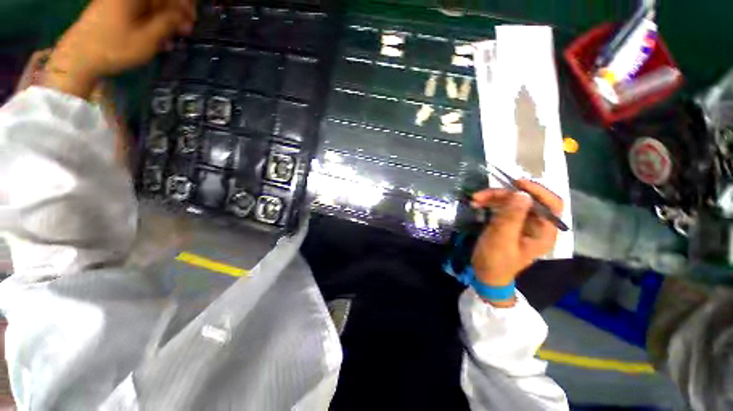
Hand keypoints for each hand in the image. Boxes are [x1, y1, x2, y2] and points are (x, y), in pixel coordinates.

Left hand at [45, 0, 195, 98]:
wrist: (78, 56)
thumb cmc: (114, 48)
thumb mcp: (147, 38)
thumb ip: (168, 23)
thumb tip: (183, 15)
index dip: (183, 4)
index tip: (192, 19)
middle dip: (175, 13)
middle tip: (185, 31)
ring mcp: (119, 1)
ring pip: (151, 6)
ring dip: (165, 21)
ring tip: (172, 39)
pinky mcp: (114, 10)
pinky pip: (140, 11)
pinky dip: (151, 22)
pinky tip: (157, 38)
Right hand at [470, 180, 563, 306]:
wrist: (485, 274)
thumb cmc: (495, 261)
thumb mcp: (501, 239)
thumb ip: (511, 217)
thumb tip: (521, 193)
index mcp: (543, 232)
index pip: (551, 205)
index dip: (537, 191)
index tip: (516, 183)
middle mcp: (536, 225)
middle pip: (527, 200)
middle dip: (504, 194)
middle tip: (481, 195)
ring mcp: (522, 223)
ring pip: (512, 201)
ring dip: (493, 197)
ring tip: (475, 199)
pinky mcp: (509, 223)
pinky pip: (503, 207)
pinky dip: (490, 203)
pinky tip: (477, 204)